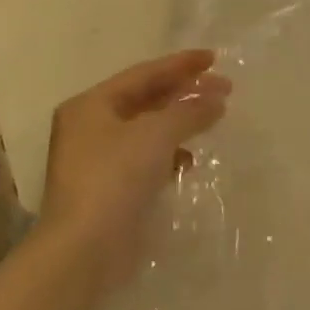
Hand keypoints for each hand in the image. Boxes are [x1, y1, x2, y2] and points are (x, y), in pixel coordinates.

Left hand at [39, 50, 230, 268]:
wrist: (84, 250)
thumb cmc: (115, 178)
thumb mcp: (156, 134)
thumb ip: (189, 111)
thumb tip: (216, 99)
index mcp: (92, 105)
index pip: (143, 73)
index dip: (181, 64)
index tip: (215, 58)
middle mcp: (91, 127)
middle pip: (146, 99)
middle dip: (185, 92)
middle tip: (224, 88)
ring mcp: (99, 160)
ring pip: (149, 129)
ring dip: (181, 122)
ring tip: (214, 118)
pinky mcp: (111, 189)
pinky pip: (147, 158)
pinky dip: (170, 154)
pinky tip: (190, 161)